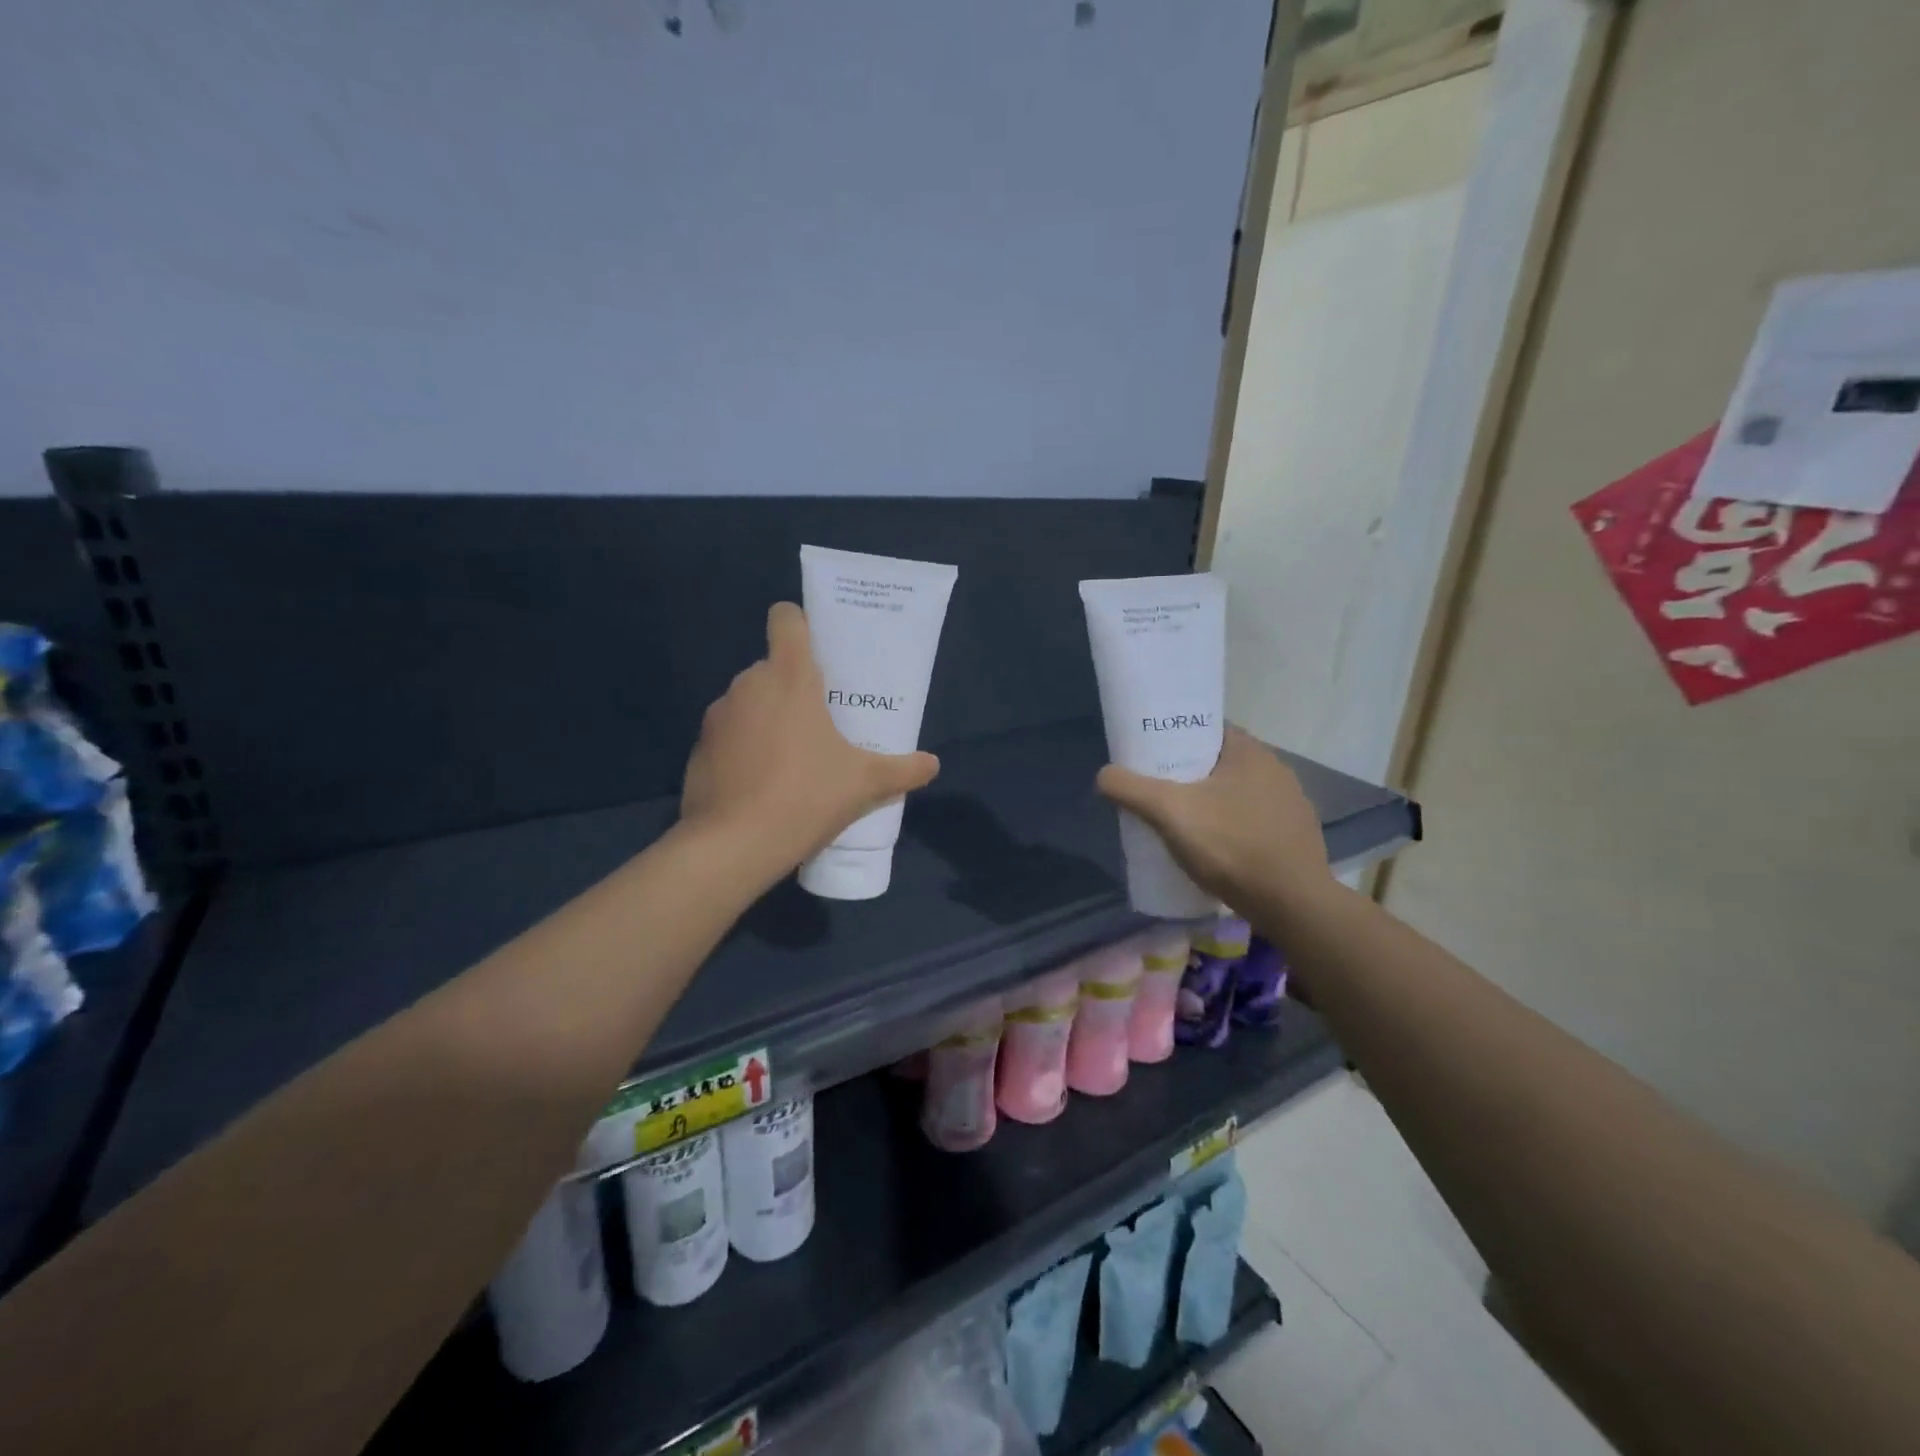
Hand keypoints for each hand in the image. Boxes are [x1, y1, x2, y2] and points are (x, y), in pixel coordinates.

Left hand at [682, 602, 939, 872]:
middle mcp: (748, 685)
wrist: (733, 845)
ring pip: (750, 703)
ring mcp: (717, 716)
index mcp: (789, 676)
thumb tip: (932, 764)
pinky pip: (729, 736)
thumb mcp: (865, 784)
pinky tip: (762, 785)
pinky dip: (744, 750)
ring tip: (793, 759)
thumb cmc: (806, 795)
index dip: (800, 624)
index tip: (819, 652)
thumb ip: (903, 769)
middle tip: (822, 721)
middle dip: (795, 687)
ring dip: (769, 719)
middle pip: (773, 667)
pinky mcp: (698, 749)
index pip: (786, 619)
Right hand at [1096, 726, 1330, 915]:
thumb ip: (1131, 789)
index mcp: (1250, 751)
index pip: (1207, 729)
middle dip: (1187, 774)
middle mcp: (1275, 769)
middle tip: (1156, 791)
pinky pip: (1252, 820)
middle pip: (1218, 762)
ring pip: (1236, 792)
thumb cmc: (1232, 846)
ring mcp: (1290, 804)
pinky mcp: (1295, 836)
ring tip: (1180, 822)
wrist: (1293, 905)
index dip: (1176, 737)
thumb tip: (1104, 775)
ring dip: (1210, 802)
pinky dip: (1230, 827)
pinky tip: (1214, 848)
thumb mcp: (1170, 813)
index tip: (1151, 756)